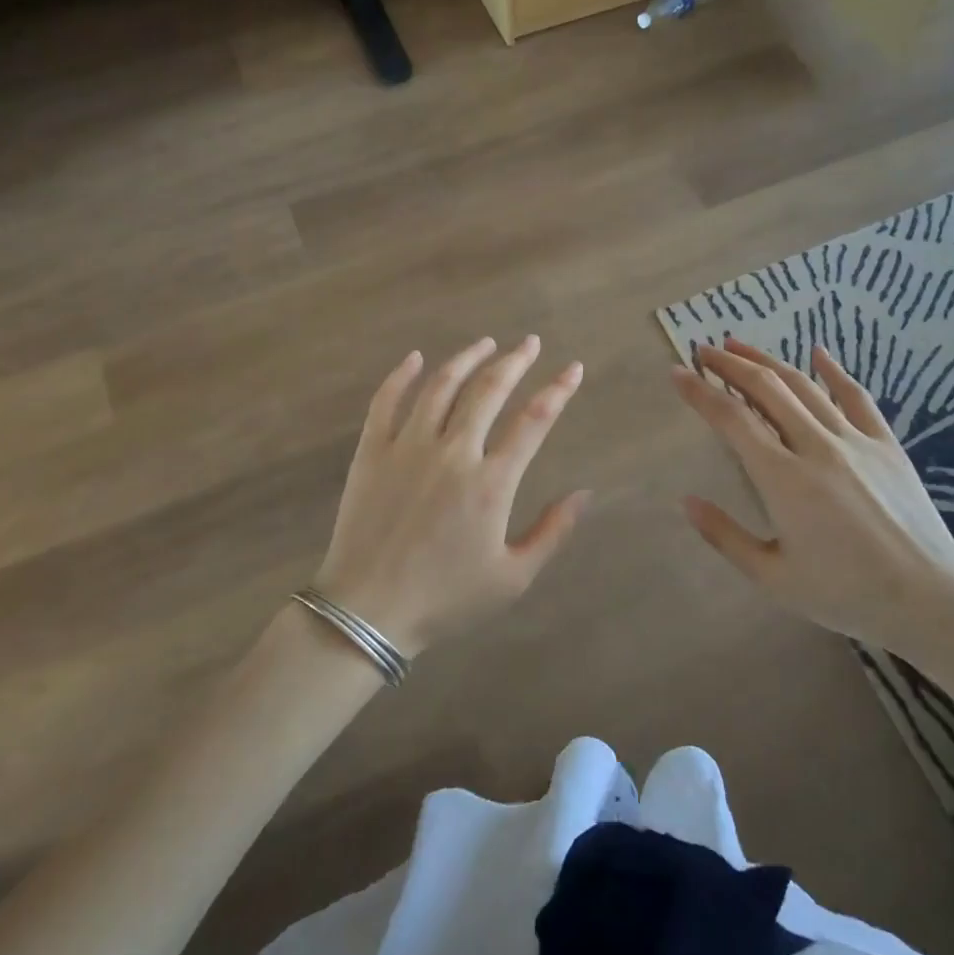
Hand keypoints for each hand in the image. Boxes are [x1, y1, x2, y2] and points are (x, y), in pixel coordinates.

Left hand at [316, 336, 592, 658]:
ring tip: (486, 344)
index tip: (573, 368)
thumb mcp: (512, 578)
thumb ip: (552, 532)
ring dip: (467, 359)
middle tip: (529, 343)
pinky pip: (386, 402)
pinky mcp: (372, 452)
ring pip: (441, 386)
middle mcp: (452, 453)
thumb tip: (585, 494)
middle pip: (488, 391)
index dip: (558, 390)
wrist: (368, 611)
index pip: (533, 421)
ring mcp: (408, 447)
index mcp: (490, 483)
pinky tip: (415, 358)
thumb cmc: (445, 598)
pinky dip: (401, 376)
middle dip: (515, 361)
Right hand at [673, 337, 953, 665]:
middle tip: (703, 350)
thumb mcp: (774, 578)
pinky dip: (834, 371)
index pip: (732, 419)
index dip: (700, 392)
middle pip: (767, 389)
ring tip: (740, 346)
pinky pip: (857, 397)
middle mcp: (817, 447)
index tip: (676, 372)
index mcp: (784, 480)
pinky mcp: (887, 445)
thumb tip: (687, 501)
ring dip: (768, 361)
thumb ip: (725, 537)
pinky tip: (818, 352)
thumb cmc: (845, 594)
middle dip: (730, 364)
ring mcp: (856, 441)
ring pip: (805, 386)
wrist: (930, 600)